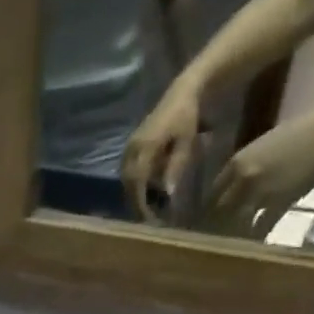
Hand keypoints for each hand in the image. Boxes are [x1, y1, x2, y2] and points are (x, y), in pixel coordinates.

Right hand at [121, 80, 203, 221]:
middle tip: (147, 220)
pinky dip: (135, 185)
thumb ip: (175, 168)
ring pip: (126, 179)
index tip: (149, 219)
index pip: (137, 182)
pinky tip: (145, 193)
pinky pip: (128, 171)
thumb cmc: (187, 117)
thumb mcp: (186, 143)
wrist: (181, 93)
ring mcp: (128, 148)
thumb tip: (167, 194)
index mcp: (144, 148)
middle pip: (128, 183)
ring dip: (134, 195)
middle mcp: (131, 149)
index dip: (141, 203)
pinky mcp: (130, 148)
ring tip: (146, 210)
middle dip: (136, 203)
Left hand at [206, 103, 313, 232]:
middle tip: (212, 236)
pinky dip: (256, 235)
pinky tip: (254, 242)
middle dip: (214, 223)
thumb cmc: (299, 133)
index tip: (206, 217)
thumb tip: (232, 185)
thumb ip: (244, 166)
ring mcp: (261, 191)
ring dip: (232, 232)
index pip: (212, 192)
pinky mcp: (281, 202)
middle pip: (220, 209)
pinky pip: (262, 225)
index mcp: (236, 162)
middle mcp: (243, 178)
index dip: (208, 207)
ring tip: (228, 244)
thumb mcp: (260, 147)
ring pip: (237, 219)